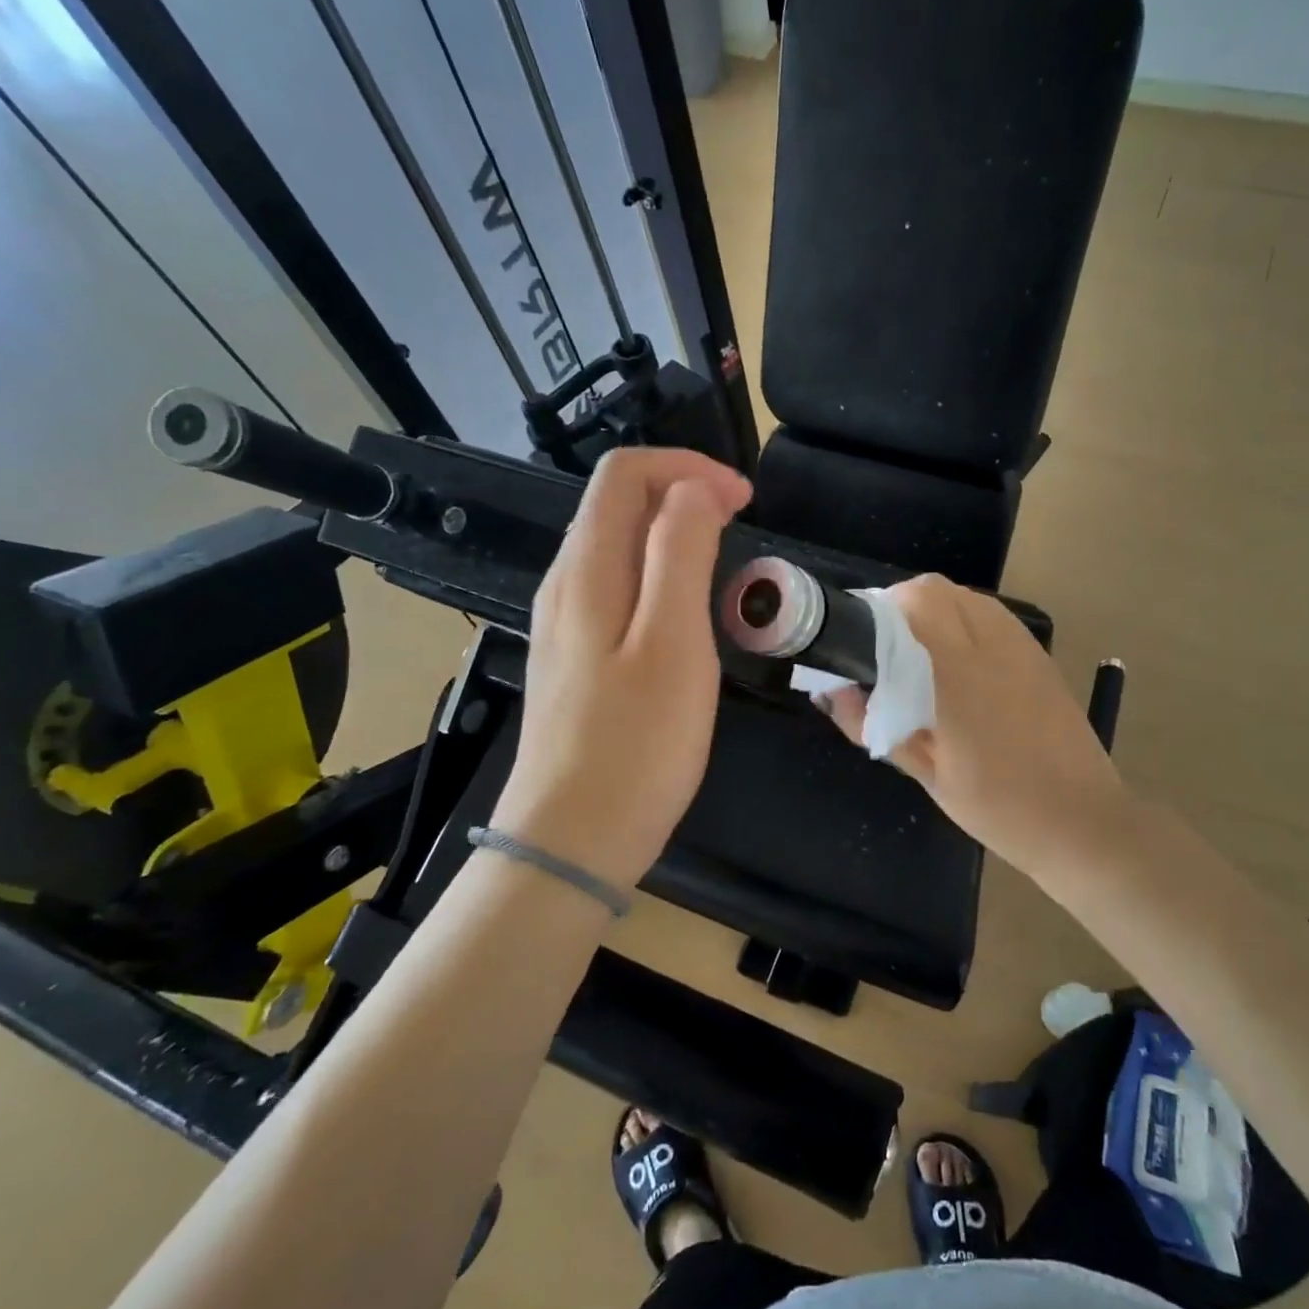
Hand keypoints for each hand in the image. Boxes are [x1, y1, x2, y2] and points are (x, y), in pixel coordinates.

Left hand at [491, 448, 751, 888]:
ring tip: (723, 560)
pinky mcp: (576, 658)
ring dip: (672, 532)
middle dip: (681, 492)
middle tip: (741, 523)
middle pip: (616, 503)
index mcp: (587, 569)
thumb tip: (693, 490)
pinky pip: (616, 588)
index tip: (743, 499)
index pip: (625, 473)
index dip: (686, 468)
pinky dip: (658, 573)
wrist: (571, 840)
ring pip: (617, 546)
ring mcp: (565, 623)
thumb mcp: (673, 642)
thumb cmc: (635, 744)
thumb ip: (680, 553)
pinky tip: (686, 611)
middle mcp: (566, 584)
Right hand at [821, 575, 1128, 880]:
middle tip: (885, 646)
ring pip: (968, 596)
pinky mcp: (1041, 657)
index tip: (860, 637)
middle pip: (938, 588)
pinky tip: (959, 663)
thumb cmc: (997, 806)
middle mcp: (993, 646)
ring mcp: (1023, 647)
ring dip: (935, 609)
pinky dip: (966, 621)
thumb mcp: (927, 774)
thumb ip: (875, 726)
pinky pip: (994, 616)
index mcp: (960, 674)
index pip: (916, 603)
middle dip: (902, 604)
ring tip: (919, 652)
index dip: (880, 608)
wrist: (1081, 822)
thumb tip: (832, 693)